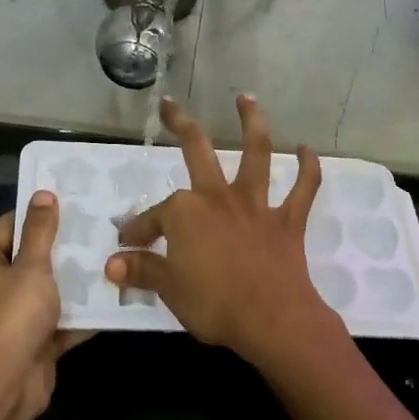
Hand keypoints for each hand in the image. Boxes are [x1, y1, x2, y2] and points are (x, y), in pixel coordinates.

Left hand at [0, 191, 87, 419]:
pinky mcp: (37, 343)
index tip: (66, 201)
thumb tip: (43, 193)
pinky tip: (112, 297)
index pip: (7, 228)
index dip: (34, 214)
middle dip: (61, 248)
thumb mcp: (31, 265)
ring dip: (75, 281)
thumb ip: (40, 231)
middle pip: (31, 260)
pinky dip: (82, 314)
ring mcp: (17, 319)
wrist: (9, 381)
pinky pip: (62, 322)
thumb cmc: (14, 313)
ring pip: (50, 292)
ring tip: (108, 257)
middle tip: (95, 227)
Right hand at [105, 96, 347, 369]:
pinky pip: (302, 189)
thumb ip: (141, 271)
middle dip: (180, 125)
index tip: (128, 245)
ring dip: (251, 123)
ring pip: (255, 154)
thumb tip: (111, 265)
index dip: (139, 230)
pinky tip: (306, 149)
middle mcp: (218, 197)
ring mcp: (255, 206)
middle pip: (197, 150)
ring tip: (246, 99)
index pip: (153, 217)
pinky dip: (308, 168)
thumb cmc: (214, 304)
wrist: (272, 320)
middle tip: (170, 104)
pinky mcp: (286, 221)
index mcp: (185, 212)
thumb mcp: (168, 289)